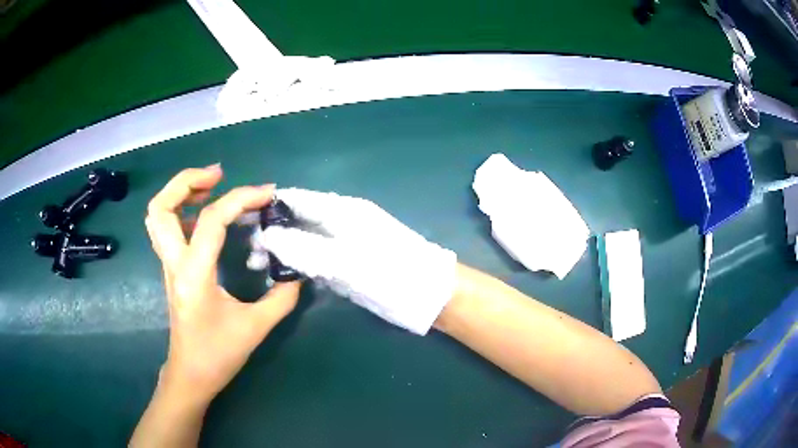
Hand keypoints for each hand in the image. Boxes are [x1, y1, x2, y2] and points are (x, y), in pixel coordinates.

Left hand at [145, 166, 301, 404]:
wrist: (191, 374)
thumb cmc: (218, 354)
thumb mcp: (255, 328)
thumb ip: (281, 298)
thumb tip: (299, 273)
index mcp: (194, 274)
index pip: (211, 220)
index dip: (241, 198)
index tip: (268, 193)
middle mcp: (174, 263)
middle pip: (161, 207)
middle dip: (187, 181)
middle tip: (219, 175)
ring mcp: (169, 265)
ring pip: (157, 215)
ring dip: (181, 192)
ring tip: (212, 186)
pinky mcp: (171, 269)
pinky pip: (167, 228)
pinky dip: (183, 210)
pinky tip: (206, 216)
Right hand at [250, 188, 456, 334]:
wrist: (430, 295)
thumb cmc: (392, 272)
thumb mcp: (345, 259)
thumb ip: (305, 247)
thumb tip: (267, 235)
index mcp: (342, 210)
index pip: (299, 199)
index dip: (271, 205)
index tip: (243, 216)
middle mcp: (340, 223)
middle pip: (298, 220)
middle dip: (272, 232)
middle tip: (247, 251)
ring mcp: (344, 245)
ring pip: (304, 241)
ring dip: (281, 251)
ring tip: (255, 266)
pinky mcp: (348, 265)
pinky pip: (315, 260)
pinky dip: (297, 265)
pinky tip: (280, 274)